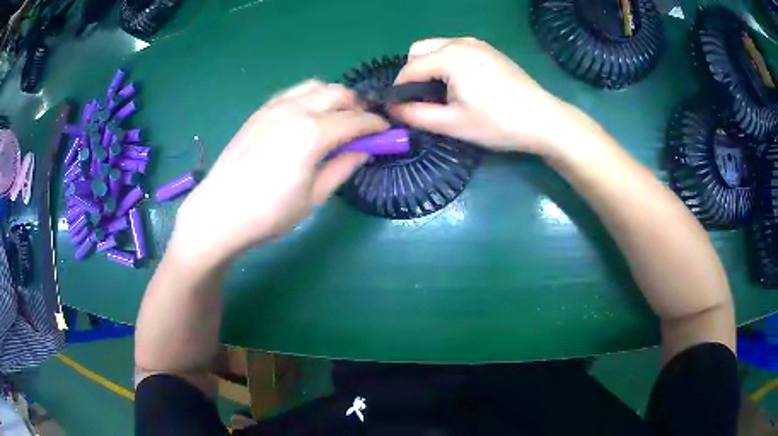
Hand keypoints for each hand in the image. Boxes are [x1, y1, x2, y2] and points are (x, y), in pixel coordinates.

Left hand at [171, 80, 388, 266]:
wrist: (219, 212)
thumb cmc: (269, 213)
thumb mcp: (314, 197)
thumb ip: (343, 167)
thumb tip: (365, 150)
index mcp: (313, 133)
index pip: (356, 120)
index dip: (376, 125)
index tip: (386, 133)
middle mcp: (296, 110)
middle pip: (339, 93)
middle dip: (357, 107)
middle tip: (361, 129)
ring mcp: (275, 106)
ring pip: (317, 86)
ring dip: (334, 98)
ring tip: (336, 120)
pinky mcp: (260, 111)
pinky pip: (294, 92)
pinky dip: (310, 97)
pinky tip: (308, 117)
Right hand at [392, 37, 570, 154]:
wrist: (543, 120)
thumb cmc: (497, 123)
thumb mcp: (453, 123)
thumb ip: (416, 114)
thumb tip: (392, 109)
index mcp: (449, 57)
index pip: (410, 68)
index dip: (399, 89)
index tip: (399, 108)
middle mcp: (460, 42)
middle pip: (420, 50)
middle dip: (413, 73)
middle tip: (423, 99)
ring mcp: (477, 43)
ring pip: (438, 47)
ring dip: (430, 66)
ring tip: (442, 93)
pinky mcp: (489, 50)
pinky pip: (456, 49)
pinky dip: (447, 63)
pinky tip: (461, 84)